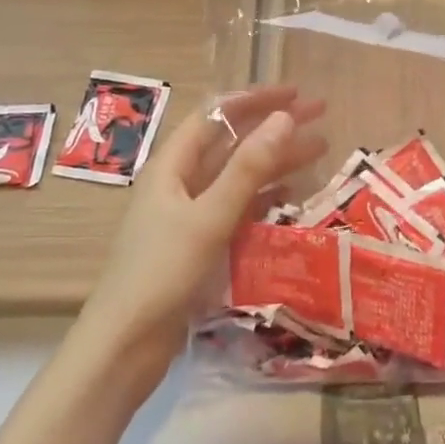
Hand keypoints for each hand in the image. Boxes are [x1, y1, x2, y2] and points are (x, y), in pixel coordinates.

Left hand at [76, 85, 326, 386]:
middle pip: (232, 142)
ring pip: (239, 175)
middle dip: (274, 126)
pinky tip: (293, 197)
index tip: (296, 94)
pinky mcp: (199, 245)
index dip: (256, 99)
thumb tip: (284, 117)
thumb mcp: (210, 217)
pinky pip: (238, 208)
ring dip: (276, 161)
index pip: (217, 114)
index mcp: (173, 165)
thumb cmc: (162, 274)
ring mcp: (189, 215)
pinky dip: (265, 198)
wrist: (124, 349)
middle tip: (321, 116)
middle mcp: (180, 182)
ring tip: (320, 150)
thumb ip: (249, 168)